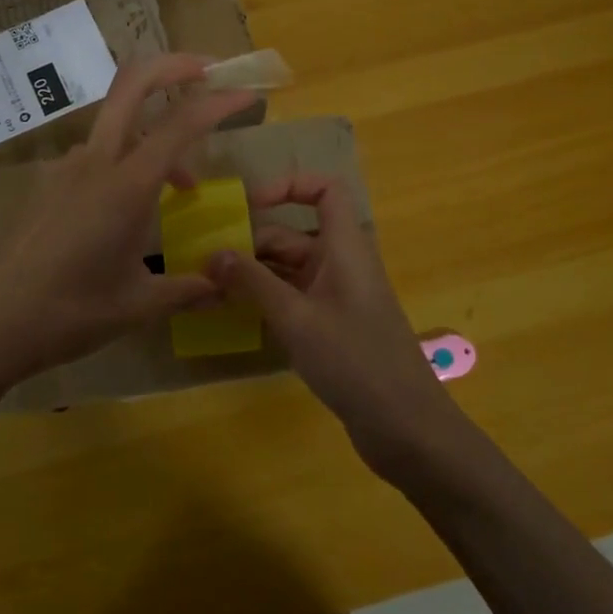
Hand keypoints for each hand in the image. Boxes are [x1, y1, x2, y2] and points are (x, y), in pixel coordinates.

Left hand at [0, 54, 256, 400]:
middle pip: (133, 84)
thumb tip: (225, 286)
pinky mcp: (47, 184)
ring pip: (116, 123)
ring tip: (182, 185)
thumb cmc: (69, 313)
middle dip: (174, 66)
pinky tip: (131, 208)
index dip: (220, 103)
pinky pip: (96, 154)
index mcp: (126, 185)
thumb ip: (187, 289)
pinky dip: (126, 159)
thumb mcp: (138, 304)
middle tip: (210, 72)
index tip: (250, 96)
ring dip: (154, 132)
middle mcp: (95, 162)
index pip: (182, 124)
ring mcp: (65, 168)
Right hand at [206, 174, 469, 478]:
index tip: (249, 205)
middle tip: (207, 264)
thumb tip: (212, 253)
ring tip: (211, 289)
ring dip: (255, 275)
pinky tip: (237, 314)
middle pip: (295, 234)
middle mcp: (343, 263)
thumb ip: (252, 282)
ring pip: (290, 268)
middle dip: (252, 244)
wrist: (405, 427)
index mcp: (345, 248)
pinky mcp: (334, 325)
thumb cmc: (354, 361)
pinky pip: (295, 297)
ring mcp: (339, 296)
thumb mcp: (296, 318)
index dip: (289, 186)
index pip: (325, 190)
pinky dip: (268, 299)